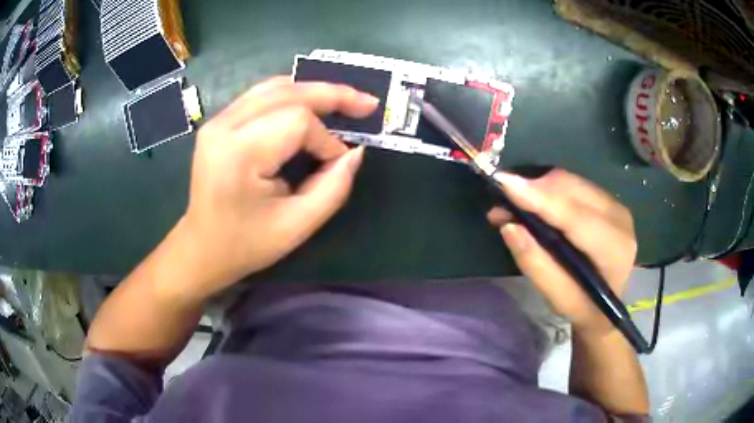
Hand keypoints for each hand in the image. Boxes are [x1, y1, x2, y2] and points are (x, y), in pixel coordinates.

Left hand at [177, 76, 378, 298]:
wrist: (201, 247)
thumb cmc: (245, 244)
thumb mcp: (296, 226)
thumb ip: (333, 188)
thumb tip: (355, 152)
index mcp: (239, 153)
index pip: (297, 122)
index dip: (327, 139)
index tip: (338, 164)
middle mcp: (224, 126)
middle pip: (288, 92)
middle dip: (332, 95)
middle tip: (367, 103)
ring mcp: (218, 120)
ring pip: (275, 87)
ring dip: (313, 90)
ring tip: (344, 100)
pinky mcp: (219, 122)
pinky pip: (262, 95)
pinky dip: (292, 95)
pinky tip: (311, 102)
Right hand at [487, 169, 636, 335]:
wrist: (607, 306)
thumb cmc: (582, 306)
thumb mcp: (557, 298)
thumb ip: (535, 263)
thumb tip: (509, 226)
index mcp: (613, 249)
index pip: (574, 216)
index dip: (539, 198)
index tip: (504, 183)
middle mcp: (619, 218)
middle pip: (571, 190)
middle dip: (533, 189)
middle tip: (501, 204)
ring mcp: (615, 205)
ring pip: (570, 182)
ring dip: (538, 188)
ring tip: (513, 206)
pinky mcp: (608, 200)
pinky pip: (573, 184)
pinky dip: (549, 190)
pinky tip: (534, 204)